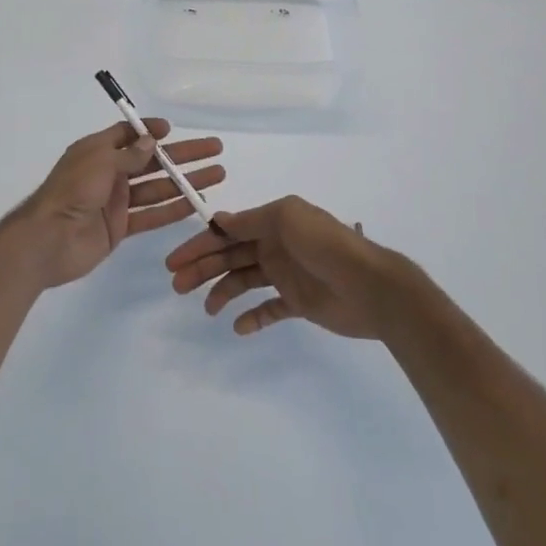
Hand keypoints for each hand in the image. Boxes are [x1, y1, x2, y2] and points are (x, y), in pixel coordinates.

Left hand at [10, 120, 225, 288]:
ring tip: (217, 175)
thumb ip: (129, 154)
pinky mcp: (120, 228)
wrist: (48, 240)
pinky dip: (173, 210)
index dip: (151, 131)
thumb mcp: (99, 161)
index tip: (173, 130)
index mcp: (98, 151)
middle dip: (183, 155)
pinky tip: (196, 203)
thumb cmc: (71, 192)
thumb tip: (152, 141)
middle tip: (215, 149)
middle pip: (152, 160)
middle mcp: (108, 173)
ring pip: (158, 188)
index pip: (128, 134)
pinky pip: (152, 215)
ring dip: (186, 181)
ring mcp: (116, 202)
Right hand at [165, 195, 416, 338]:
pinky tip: (239, 326)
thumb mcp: (287, 219)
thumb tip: (219, 221)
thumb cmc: (326, 245)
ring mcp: (286, 275)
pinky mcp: (298, 303)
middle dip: (202, 268)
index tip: (174, 261)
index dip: (200, 244)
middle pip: (230, 257)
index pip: (227, 232)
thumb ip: (251, 221)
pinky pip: (268, 310)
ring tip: (208, 309)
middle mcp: (275, 246)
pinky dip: (252, 317)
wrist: (370, 285)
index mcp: (272, 223)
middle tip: (178, 286)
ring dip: (222, 292)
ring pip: (244, 281)